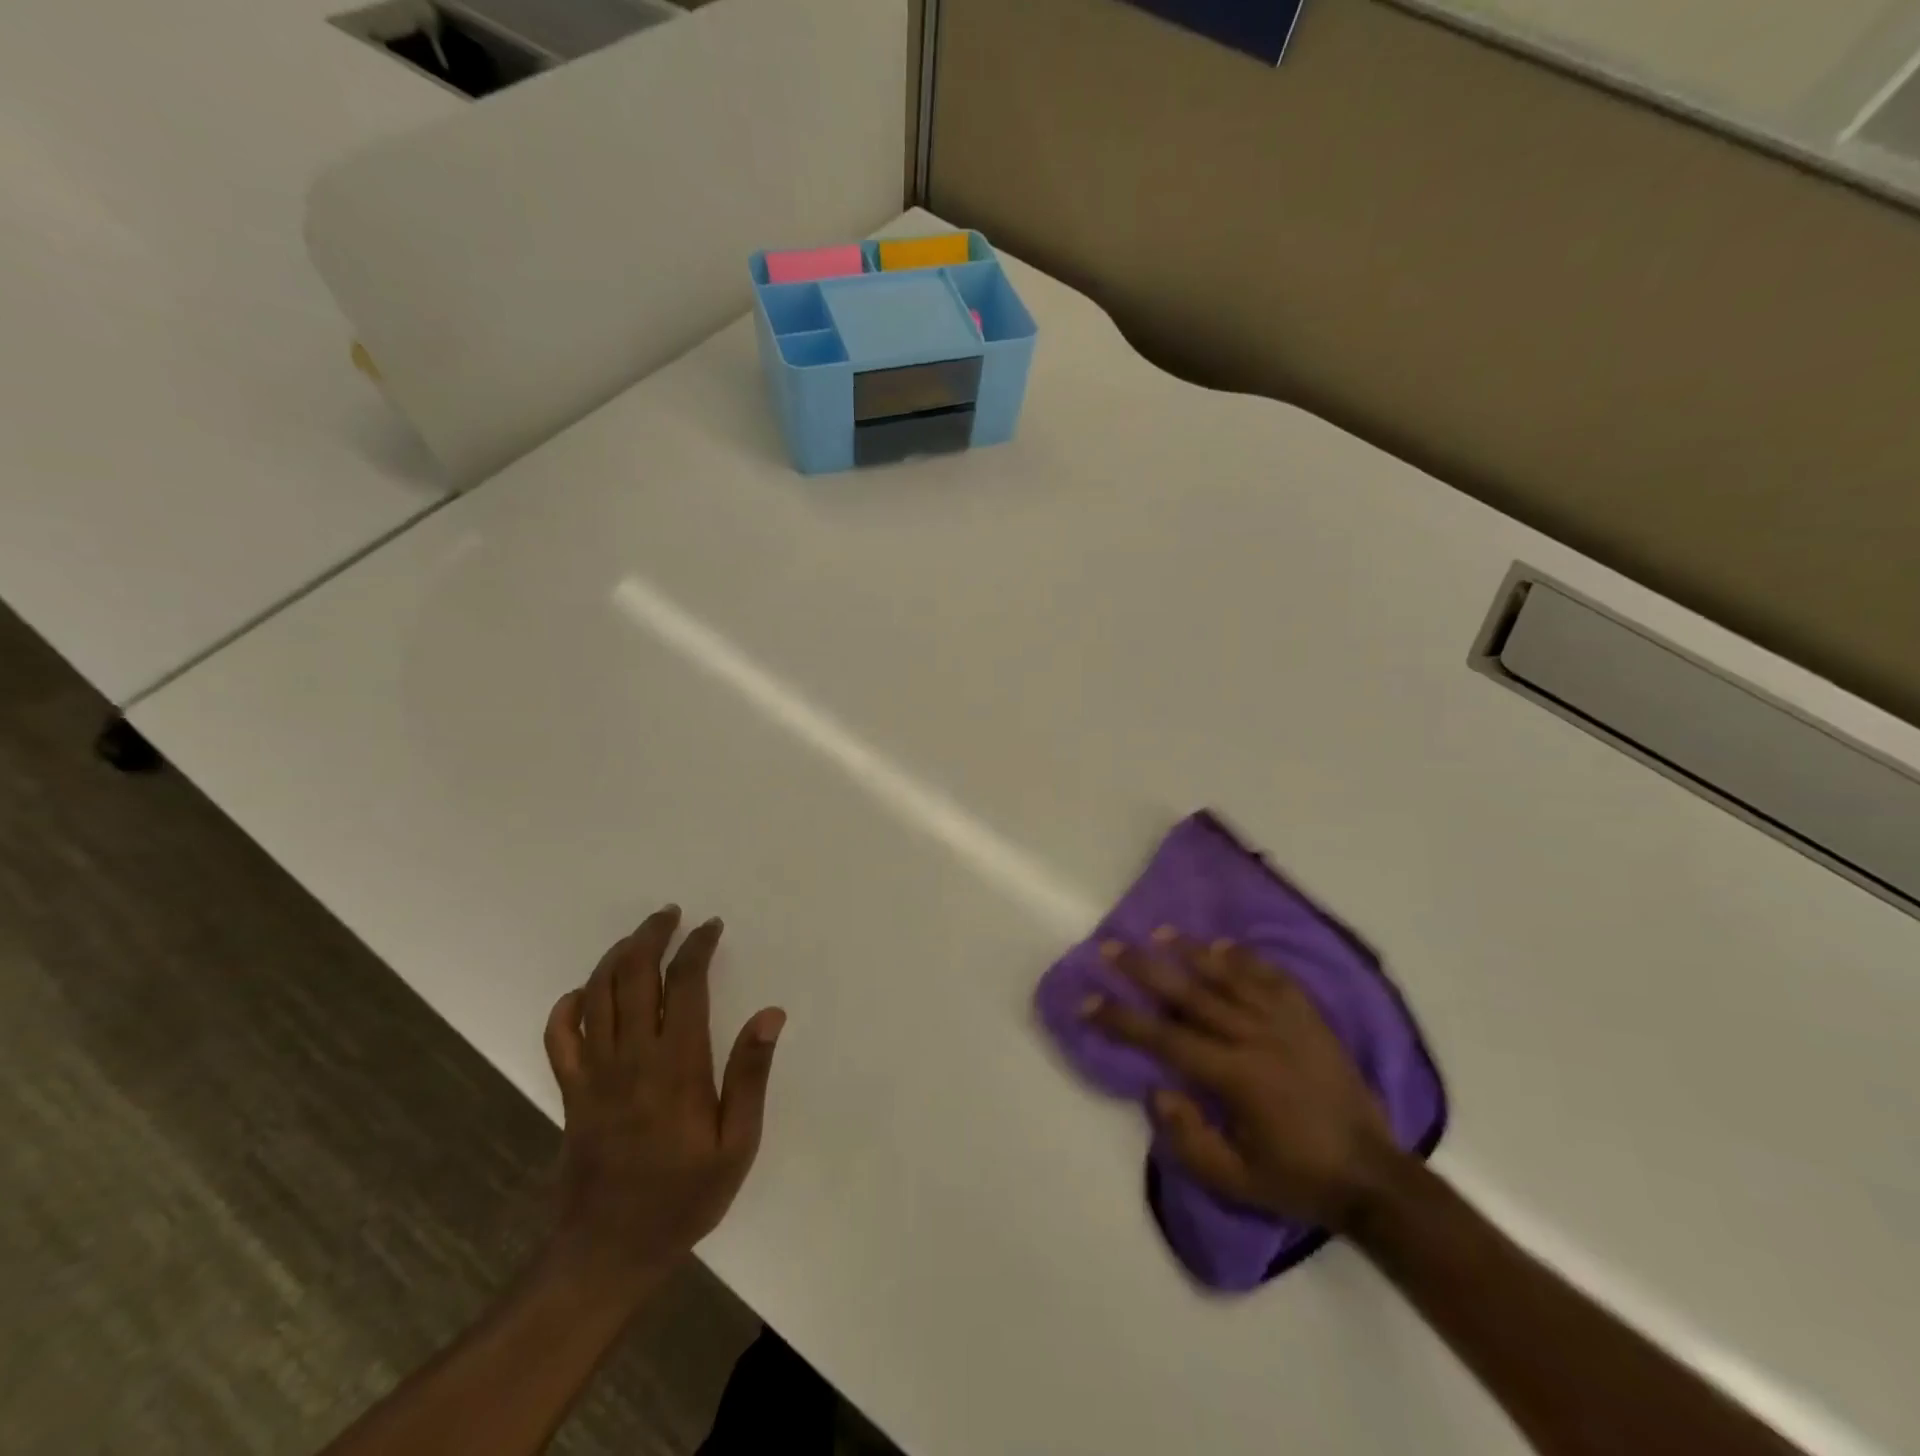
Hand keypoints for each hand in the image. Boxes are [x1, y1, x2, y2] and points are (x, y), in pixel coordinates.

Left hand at [542, 906, 784, 1295]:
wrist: (607, 1253)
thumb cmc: (683, 1198)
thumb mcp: (736, 1145)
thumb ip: (750, 1075)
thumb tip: (771, 1014)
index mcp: (676, 1064)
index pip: (684, 983)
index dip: (697, 946)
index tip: (710, 927)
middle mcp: (630, 1057)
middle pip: (633, 975)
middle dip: (651, 936)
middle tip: (670, 915)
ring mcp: (593, 1073)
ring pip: (596, 995)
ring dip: (616, 957)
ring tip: (638, 937)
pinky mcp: (570, 1093)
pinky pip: (559, 1037)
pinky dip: (567, 1006)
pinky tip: (583, 993)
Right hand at [1085, 929, 1402, 1231]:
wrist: (1375, 1177)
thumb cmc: (1298, 1179)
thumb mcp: (1235, 1181)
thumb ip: (1189, 1138)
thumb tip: (1157, 1090)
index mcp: (1235, 1076)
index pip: (1164, 1037)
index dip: (1122, 1018)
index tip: (1088, 1000)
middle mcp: (1255, 1037)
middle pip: (1189, 993)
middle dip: (1144, 969)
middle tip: (1111, 948)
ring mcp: (1286, 1022)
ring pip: (1228, 975)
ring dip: (1190, 951)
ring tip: (1159, 933)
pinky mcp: (1310, 1017)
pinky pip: (1272, 977)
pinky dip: (1245, 958)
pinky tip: (1223, 944)